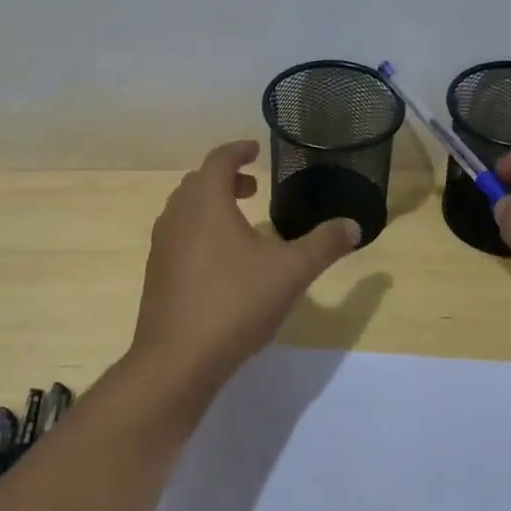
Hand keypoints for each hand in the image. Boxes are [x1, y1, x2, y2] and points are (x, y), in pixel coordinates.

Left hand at [132, 141, 360, 394]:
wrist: (176, 360)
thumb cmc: (235, 303)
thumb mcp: (291, 272)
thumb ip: (324, 245)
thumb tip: (353, 225)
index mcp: (205, 202)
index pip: (219, 159)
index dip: (238, 150)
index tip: (255, 150)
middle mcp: (177, 215)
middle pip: (199, 182)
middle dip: (226, 178)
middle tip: (254, 187)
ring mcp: (162, 245)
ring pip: (185, 210)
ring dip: (211, 205)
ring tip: (241, 222)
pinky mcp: (156, 274)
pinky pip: (179, 236)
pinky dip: (200, 230)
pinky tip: (222, 261)